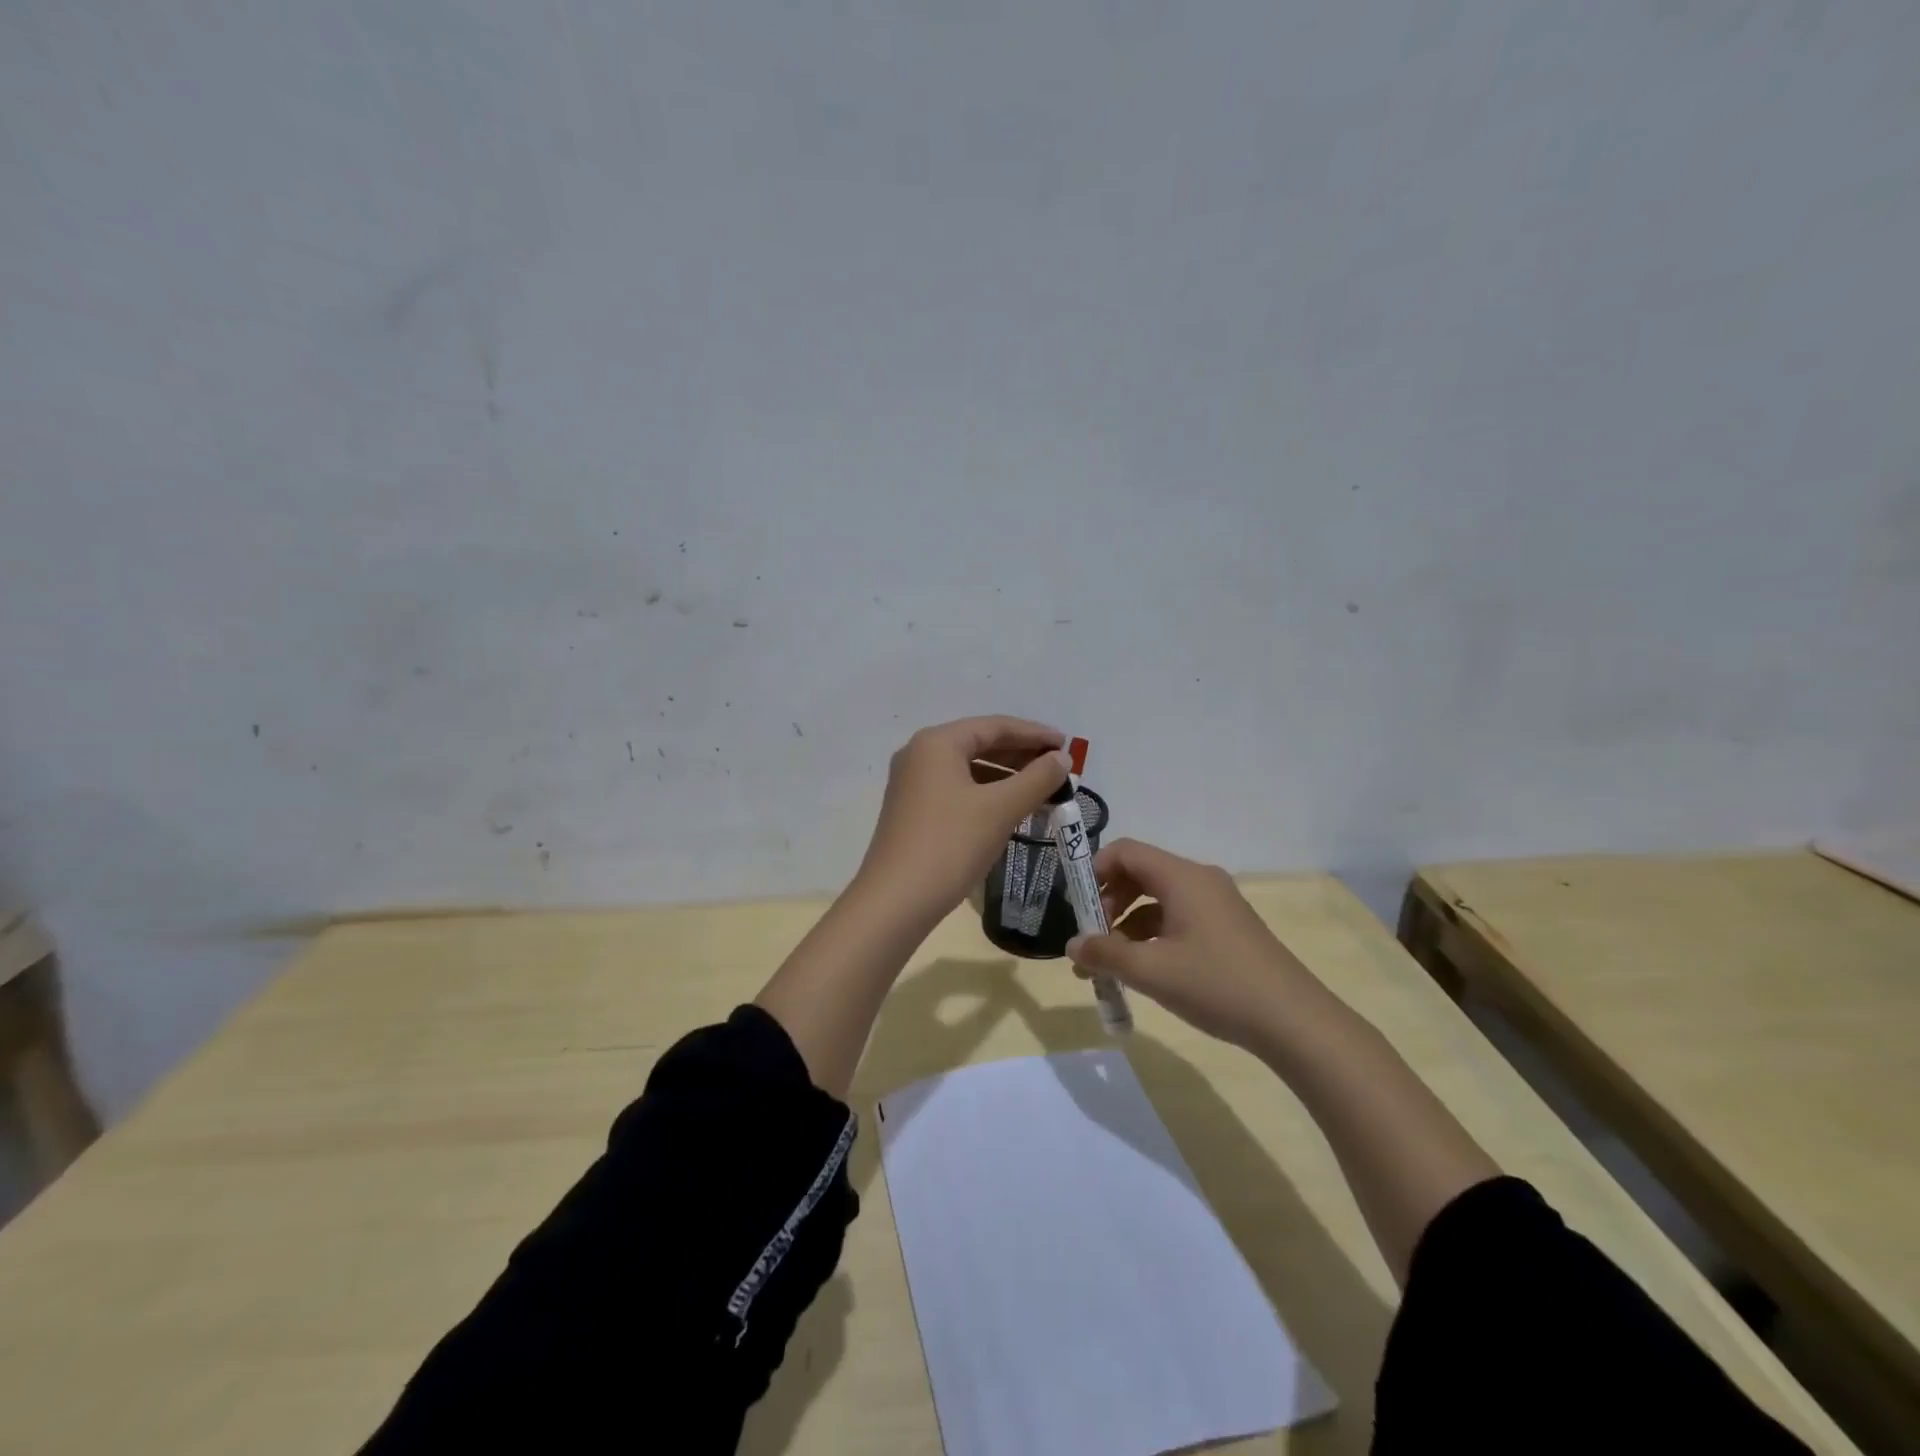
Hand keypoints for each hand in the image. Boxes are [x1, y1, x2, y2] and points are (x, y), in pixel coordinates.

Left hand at [854, 716, 1069, 922]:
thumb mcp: (1000, 809)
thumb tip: (1062, 759)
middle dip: (1022, 755)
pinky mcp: (913, 810)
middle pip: (980, 744)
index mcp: (937, 742)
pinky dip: (987, 794)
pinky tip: (1011, 810)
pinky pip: (958, 790)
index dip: (1035, 734)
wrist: (896, 901)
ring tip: (1043, 790)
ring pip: (969, 769)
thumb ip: (1037, 778)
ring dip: (1007, 777)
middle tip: (1059, 769)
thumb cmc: (950, 844)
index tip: (1068, 744)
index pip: (995, 726)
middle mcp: (920, 754)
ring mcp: (912, 783)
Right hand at [1066, 838, 1320, 1050]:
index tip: (1077, 908)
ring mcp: (1216, 904)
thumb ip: (1105, 955)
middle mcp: (1199, 880)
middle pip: (1140, 874)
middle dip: (1108, 903)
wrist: (1294, 1021)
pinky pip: (1177, 918)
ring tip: (1110, 966)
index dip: (1094, 871)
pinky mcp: (1226, 928)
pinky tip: (1144, 971)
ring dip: (1127, 925)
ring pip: (1157, 900)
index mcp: (1182, 877)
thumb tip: (1072, 946)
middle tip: (1092, 940)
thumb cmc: (1217, 985)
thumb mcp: (1152, 972)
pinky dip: (1152, 937)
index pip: (1125, 851)